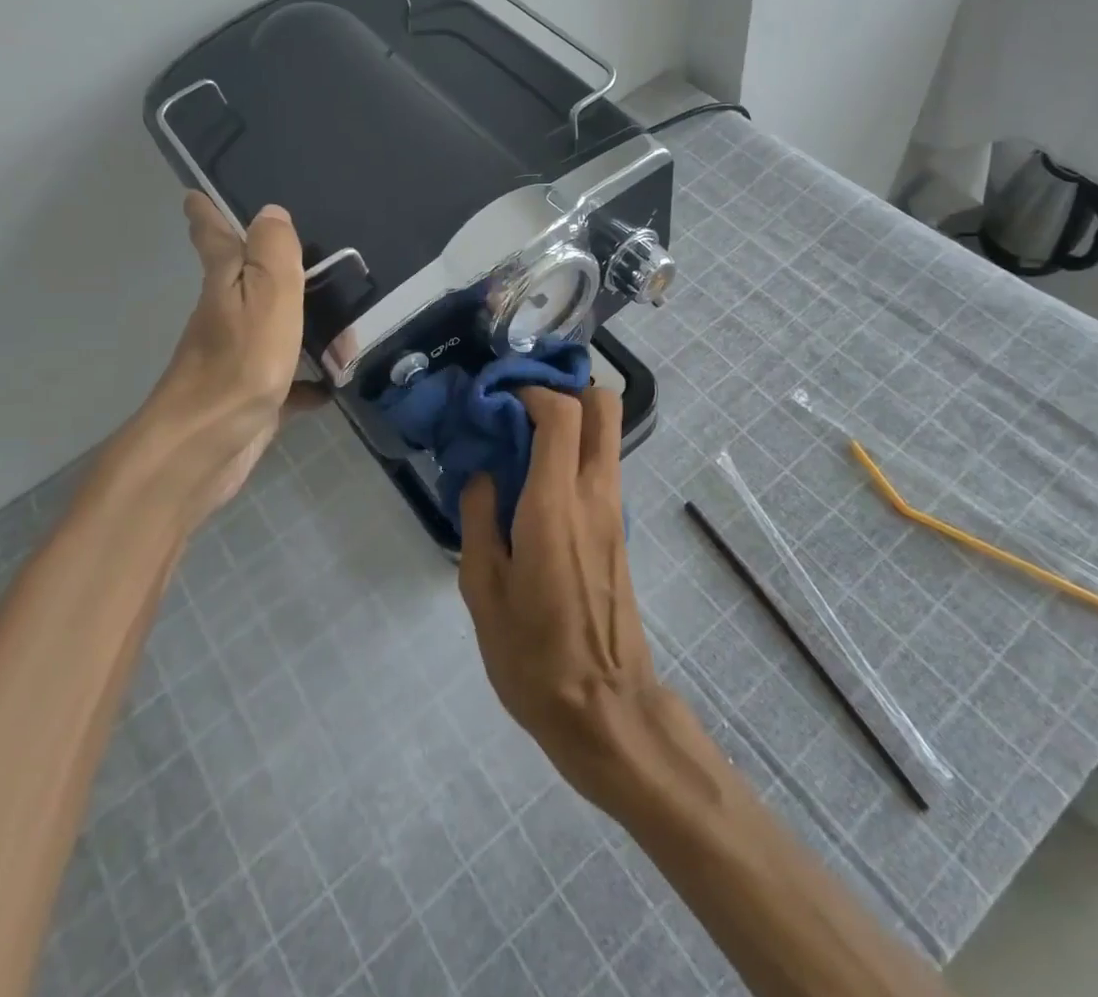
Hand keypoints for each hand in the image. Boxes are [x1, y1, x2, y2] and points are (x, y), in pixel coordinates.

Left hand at [113, 192, 308, 528]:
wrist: (204, 449)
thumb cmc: (238, 366)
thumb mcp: (265, 298)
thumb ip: (273, 255)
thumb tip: (271, 212)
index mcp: (227, 286)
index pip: (214, 239)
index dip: (206, 214)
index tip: (194, 194)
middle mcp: (228, 317)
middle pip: (253, 284)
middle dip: (277, 270)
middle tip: (315, 258)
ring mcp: (240, 360)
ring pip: (279, 331)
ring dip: (310, 327)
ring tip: (350, 328)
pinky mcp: (254, 397)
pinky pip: (290, 382)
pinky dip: (311, 381)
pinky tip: (335, 384)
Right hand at [459, 387, 671, 809]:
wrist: (604, 708)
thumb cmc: (533, 656)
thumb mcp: (483, 591)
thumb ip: (478, 519)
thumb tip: (482, 475)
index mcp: (555, 504)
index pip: (563, 413)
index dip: (531, 392)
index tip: (498, 400)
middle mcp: (595, 494)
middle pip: (603, 405)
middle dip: (565, 390)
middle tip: (521, 409)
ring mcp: (615, 510)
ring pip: (606, 435)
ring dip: (570, 422)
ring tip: (521, 444)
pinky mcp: (620, 529)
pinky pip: (602, 467)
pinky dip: (575, 454)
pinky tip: (536, 485)